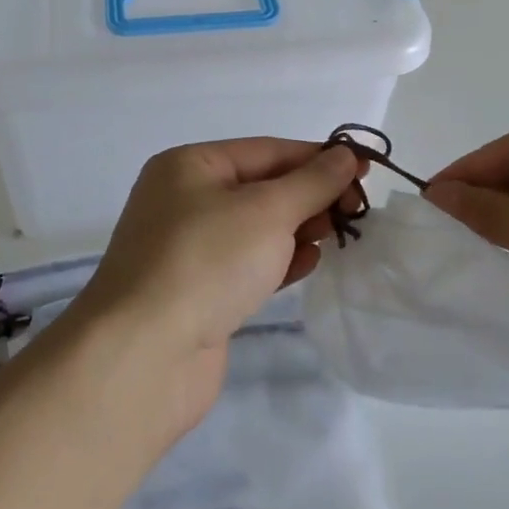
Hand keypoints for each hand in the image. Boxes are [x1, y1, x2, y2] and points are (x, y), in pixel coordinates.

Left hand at [66, 138, 363, 421]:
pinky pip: (248, 264)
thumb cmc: (206, 262)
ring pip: (257, 227)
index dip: (318, 157)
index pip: (267, 150)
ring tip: (338, 234)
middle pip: (262, 187)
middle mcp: (185, 200)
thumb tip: (345, 155)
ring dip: (299, 228)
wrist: (143, 358)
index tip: (364, 170)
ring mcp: (189, 249)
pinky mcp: (199, 292)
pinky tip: (309, 263)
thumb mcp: (267, 211)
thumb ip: (311, 182)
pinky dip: (279, 260)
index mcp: (190, 166)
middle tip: (357, 210)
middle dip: (310, 195)